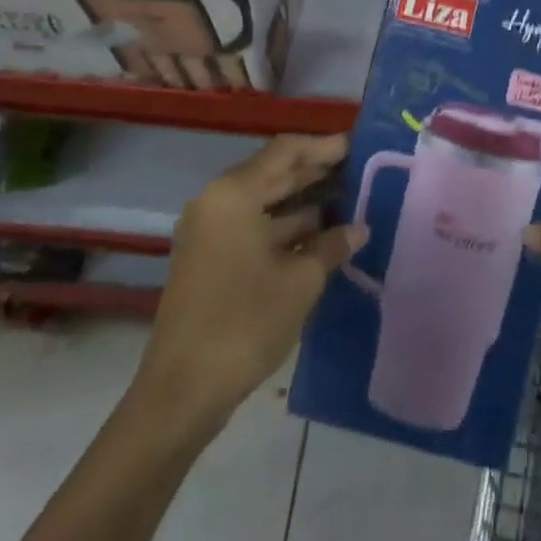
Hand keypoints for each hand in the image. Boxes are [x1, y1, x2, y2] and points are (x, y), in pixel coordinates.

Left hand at [132, 134, 363, 430]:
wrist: (181, 394)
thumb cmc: (243, 323)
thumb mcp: (300, 281)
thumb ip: (332, 245)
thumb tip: (359, 228)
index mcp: (233, 194)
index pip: (285, 151)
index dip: (323, 147)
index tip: (358, 146)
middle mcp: (217, 203)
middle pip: (273, 173)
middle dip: (315, 172)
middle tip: (359, 170)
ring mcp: (210, 233)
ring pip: (264, 203)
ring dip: (303, 202)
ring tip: (349, 201)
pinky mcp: (210, 260)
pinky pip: (254, 227)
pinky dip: (285, 227)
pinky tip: (321, 237)